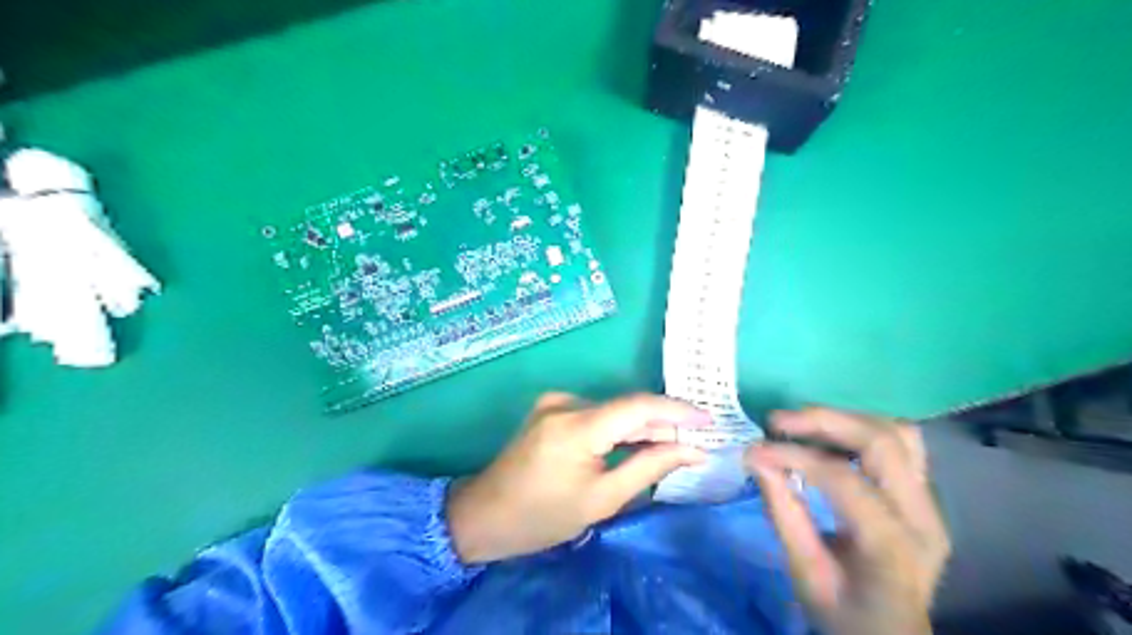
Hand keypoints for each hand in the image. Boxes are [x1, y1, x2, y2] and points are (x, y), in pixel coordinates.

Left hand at [449, 394, 705, 561]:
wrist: (484, 515)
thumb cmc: (543, 517)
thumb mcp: (602, 499)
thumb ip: (650, 467)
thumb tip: (693, 450)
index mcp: (576, 426)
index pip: (638, 406)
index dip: (677, 410)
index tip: (710, 419)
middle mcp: (565, 403)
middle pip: (626, 407)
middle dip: (663, 422)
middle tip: (698, 439)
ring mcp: (555, 403)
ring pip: (612, 410)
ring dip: (642, 426)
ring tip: (675, 443)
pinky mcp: (551, 409)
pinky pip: (596, 413)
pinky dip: (619, 428)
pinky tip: (639, 442)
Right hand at [749, 408, 948, 634]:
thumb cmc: (845, 615)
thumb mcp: (805, 573)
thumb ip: (783, 513)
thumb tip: (755, 457)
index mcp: (892, 548)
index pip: (844, 479)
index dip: (795, 456)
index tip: (755, 450)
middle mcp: (923, 517)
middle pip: (882, 442)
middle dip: (824, 421)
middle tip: (777, 421)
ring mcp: (931, 505)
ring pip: (899, 434)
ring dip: (847, 419)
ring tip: (803, 424)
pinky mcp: (926, 497)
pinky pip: (902, 445)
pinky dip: (862, 430)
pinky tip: (830, 438)